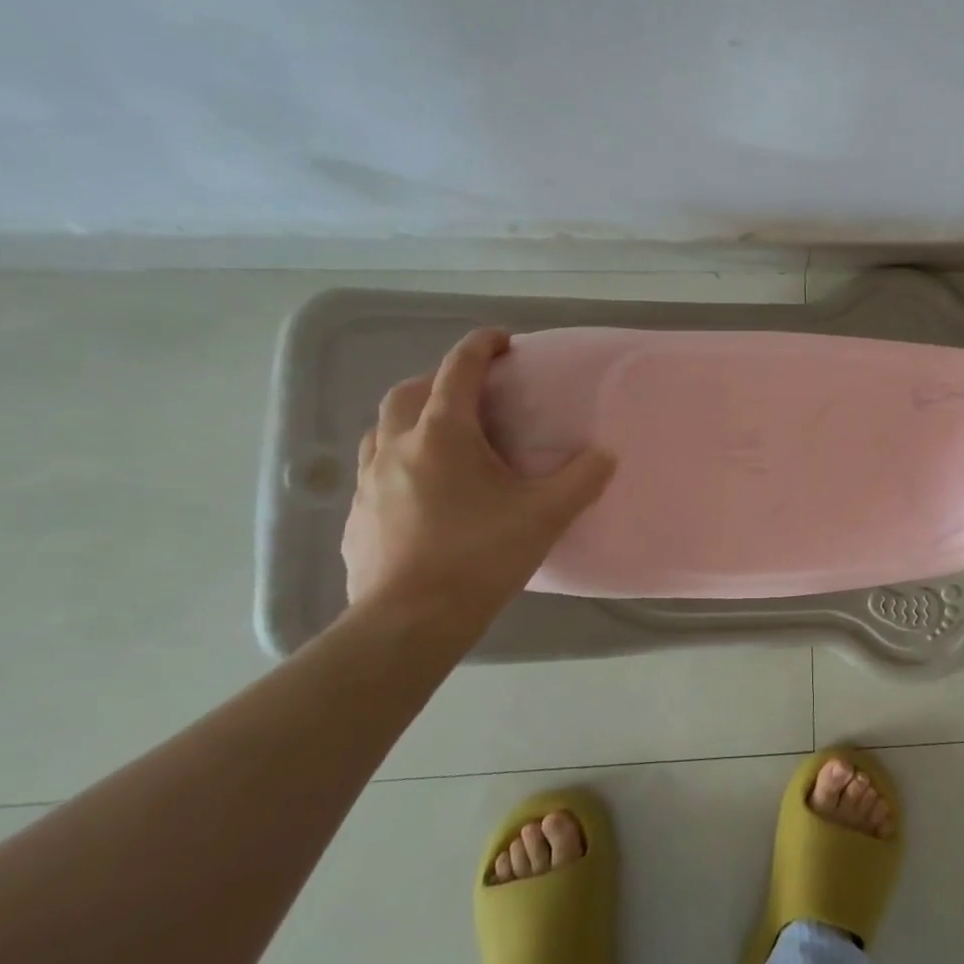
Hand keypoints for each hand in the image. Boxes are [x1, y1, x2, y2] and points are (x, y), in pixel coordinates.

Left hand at [342, 328, 615, 622]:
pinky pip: (374, 471)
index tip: (503, 340)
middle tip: (475, 394)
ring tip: (445, 438)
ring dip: (412, 419)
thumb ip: (582, 479)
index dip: (481, 346)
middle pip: (410, 391)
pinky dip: (399, 462)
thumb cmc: (479, 556)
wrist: (409, 622)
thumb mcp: (545, 515)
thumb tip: (606, 456)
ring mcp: (368, 483)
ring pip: (382, 429)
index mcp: (442, 434)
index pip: (459, 369)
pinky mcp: (356, 517)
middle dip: (442, 380)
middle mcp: (397, 446)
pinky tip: (422, 491)